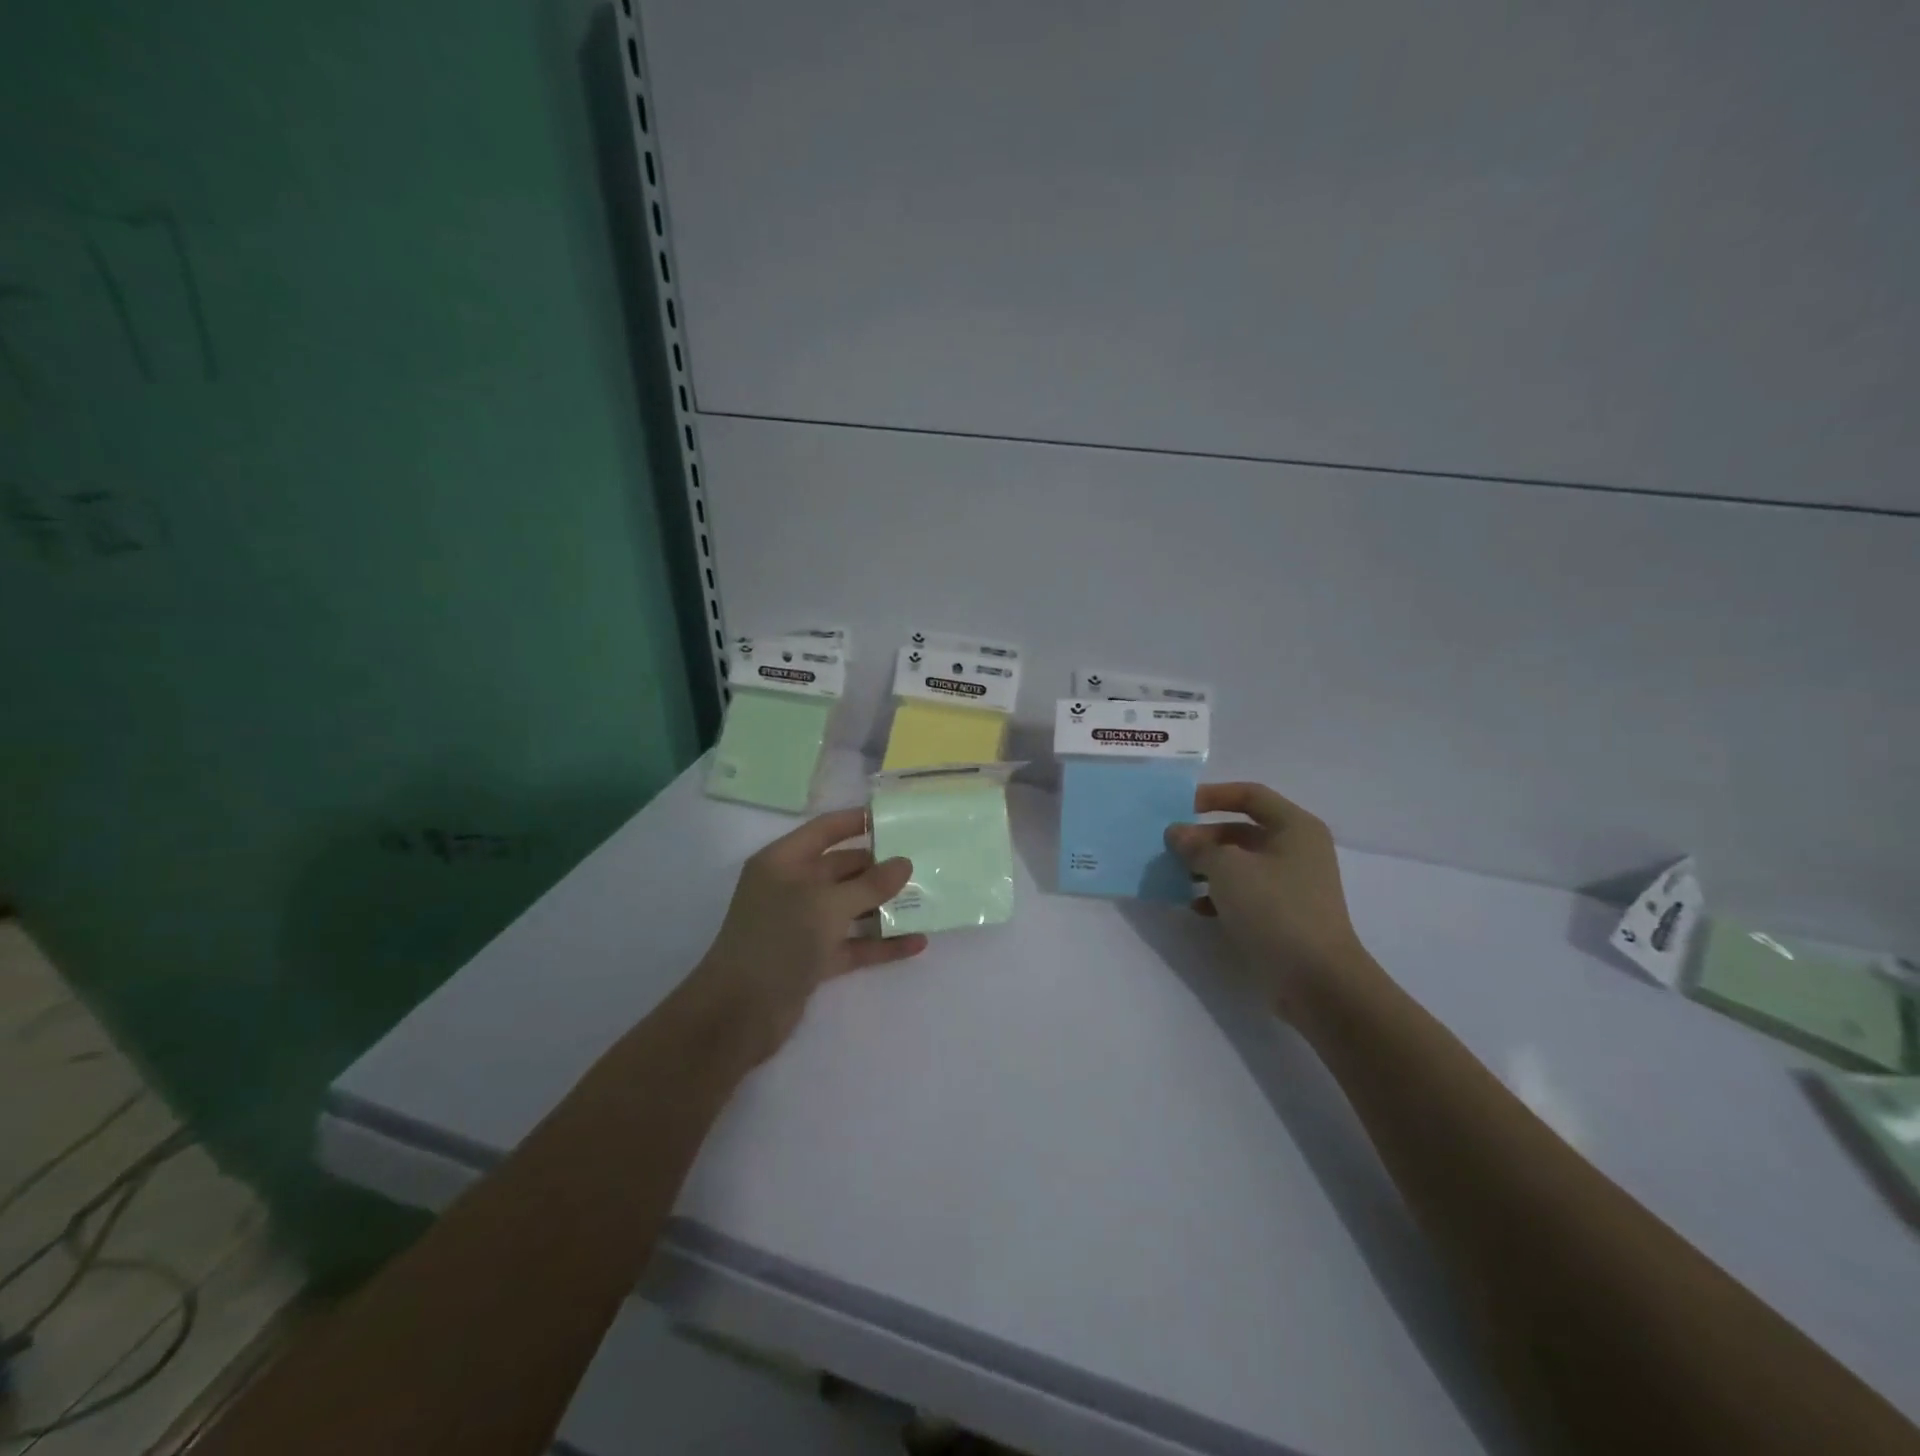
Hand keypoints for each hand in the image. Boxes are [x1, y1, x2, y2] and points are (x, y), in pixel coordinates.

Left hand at [683, 808, 927, 1066]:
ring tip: (926, 899)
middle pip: (841, 868)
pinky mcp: (812, 959)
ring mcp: (801, 924)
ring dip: (883, 905)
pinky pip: (852, 943)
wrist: (738, 1014)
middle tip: (923, 862)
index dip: (857, 821)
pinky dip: (880, 943)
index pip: (825, 830)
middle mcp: (791, 888)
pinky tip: (916, 943)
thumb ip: (870, 884)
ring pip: (849, 907)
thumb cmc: (778, 940)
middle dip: (879, 867)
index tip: (896, 817)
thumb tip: (904, 862)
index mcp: (784, 862)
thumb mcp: (828, 904)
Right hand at [1164, 783, 1376, 1019]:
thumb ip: (1197, 846)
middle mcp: (1297, 850)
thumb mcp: (1228, 869)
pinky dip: (1219, 895)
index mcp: (1294, 827)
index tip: (1179, 807)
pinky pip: (1245, 893)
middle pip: (1241, 831)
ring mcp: (1291, 884)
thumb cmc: (1274, 909)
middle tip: (1170, 849)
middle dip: (1203, 838)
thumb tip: (1176, 833)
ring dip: (1207, 868)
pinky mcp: (1283, 915)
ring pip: (1240, 864)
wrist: (1316, 980)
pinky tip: (1196, 907)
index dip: (1213, 795)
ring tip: (1176, 877)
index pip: (1250, 795)